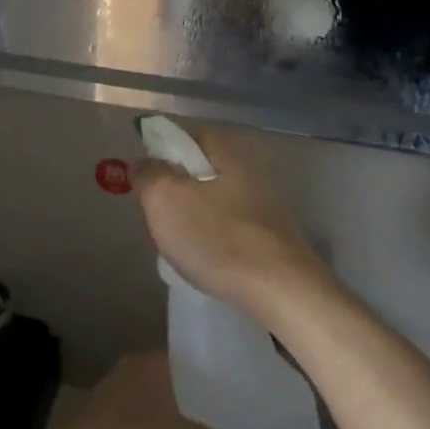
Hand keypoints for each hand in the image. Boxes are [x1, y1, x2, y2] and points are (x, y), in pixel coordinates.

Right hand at [133, 124, 331, 313]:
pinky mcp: (273, 233)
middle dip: (174, 191)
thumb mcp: (164, 200)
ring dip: (193, 218)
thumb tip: (146, 163)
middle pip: (196, 169)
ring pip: (212, 199)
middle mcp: (249, 164)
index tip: (146, 185)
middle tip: (158, 218)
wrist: (284, 292)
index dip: (158, 156)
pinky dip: (214, 238)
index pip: (180, 136)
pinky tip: (208, 261)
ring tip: (180, 245)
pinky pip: (230, 226)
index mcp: (225, 146)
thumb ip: (148, 173)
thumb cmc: (217, 238)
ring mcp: (266, 200)